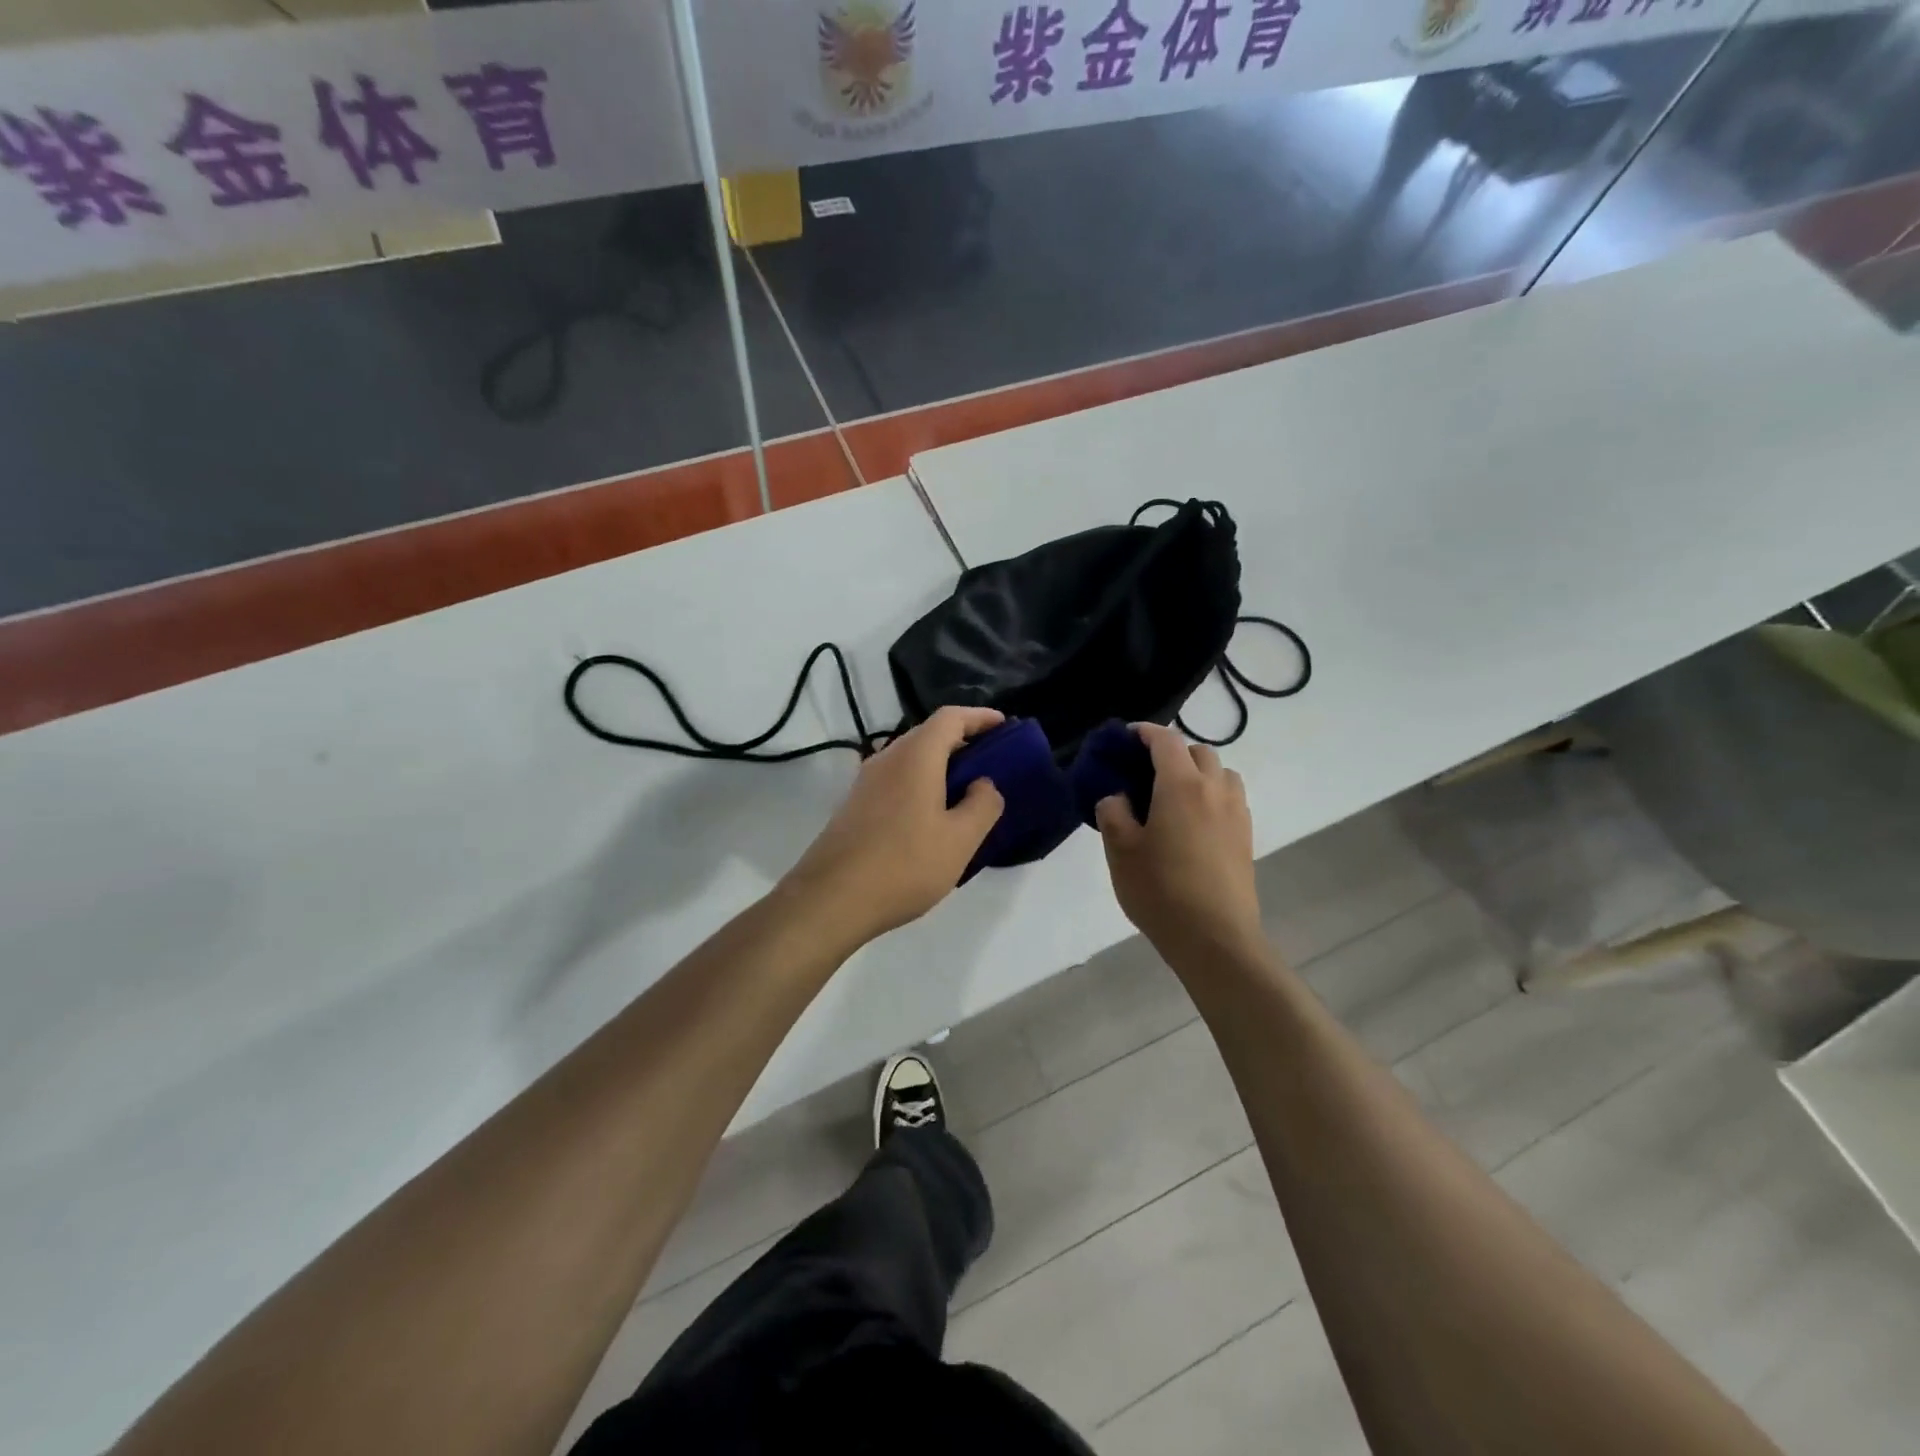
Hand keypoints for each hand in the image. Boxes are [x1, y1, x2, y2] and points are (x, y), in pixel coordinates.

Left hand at [783, 706, 1005, 946]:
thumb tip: (984, 784)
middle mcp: (887, 758)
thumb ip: (982, 805)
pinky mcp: (855, 805)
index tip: (1005, 727)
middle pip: (929, 734)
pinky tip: (933, 816)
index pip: (951, 717)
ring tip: (967, 792)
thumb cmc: (904, 864)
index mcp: (916, 756)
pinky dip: (921, 784)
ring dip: (941, 766)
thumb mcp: (959, 840)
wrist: (830, 899)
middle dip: (963, 741)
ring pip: (911, 759)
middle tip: (992, 763)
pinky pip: (896, 780)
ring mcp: (866, 781)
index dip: (980, 717)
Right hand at [1095, 723, 1263, 964]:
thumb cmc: (1161, 891)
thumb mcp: (1120, 851)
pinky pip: (1231, 799)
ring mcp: (1236, 813)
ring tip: (1175, 794)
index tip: (1127, 738)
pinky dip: (1213, 795)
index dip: (1146, 732)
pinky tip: (1194, 822)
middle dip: (1173, 751)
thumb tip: (1117, 797)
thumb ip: (1113, 814)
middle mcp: (1214, 790)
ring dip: (1199, 772)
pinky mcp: (1246, 837)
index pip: (1167, 741)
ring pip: (1222, 773)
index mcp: (1181, 786)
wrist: (1215, 938)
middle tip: (1147, 771)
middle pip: (1199, 751)